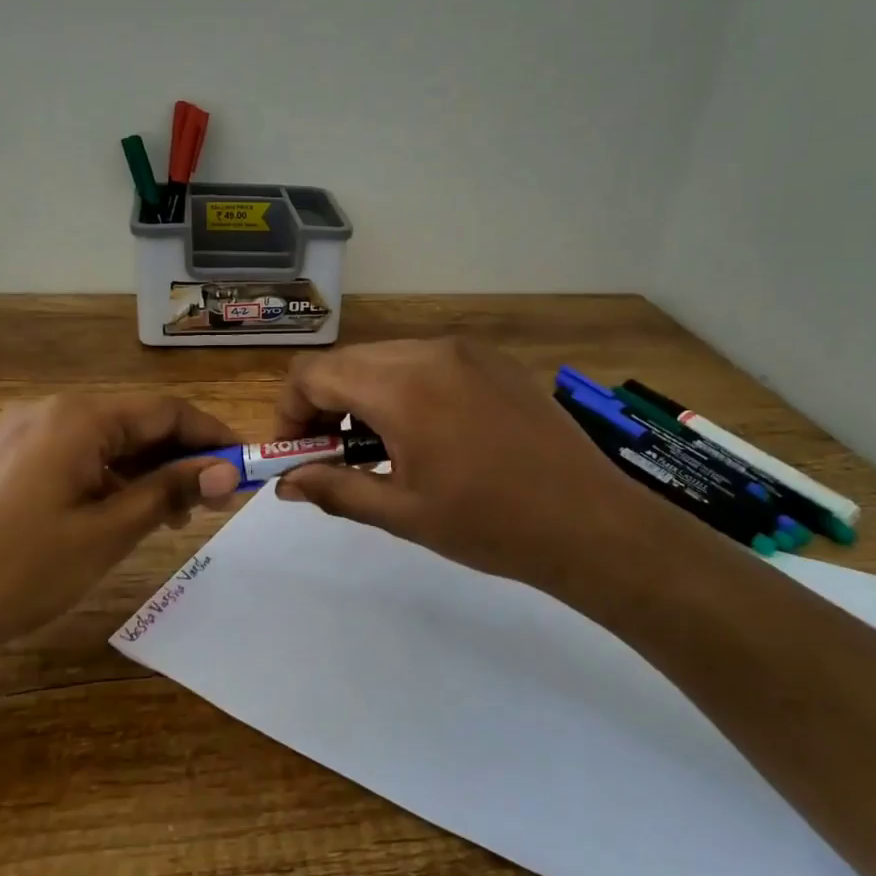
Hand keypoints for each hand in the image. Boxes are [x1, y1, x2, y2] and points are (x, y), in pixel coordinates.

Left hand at [0, 394, 243, 650]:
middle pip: (137, 422)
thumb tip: (229, 471)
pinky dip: (109, 478)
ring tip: (171, 517)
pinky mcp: (7, 457)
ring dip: (146, 470)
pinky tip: (120, 514)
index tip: (246, 468)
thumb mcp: (107, 533)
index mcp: (80, 417)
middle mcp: (53, 410)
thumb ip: (170, 492)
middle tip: (213, 503)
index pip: (167, 411)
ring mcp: (24, 431)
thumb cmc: (18, 570)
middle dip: (181, 457)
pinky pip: (76, 455)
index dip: (213, 436)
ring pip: (106, 440)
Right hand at [272, 339, 656, 590]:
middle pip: (348, 361)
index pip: (314, 374)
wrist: (588, 521)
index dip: (290, 410)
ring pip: (387, 357)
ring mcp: (466, 350)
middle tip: (332, 453)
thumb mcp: (402, 512)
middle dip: (324, 403)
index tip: (296, 450)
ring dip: (364, 394)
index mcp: (402, 388)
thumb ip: (334, 489)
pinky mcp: (493, 358)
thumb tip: (286, 483)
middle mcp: (430, 352)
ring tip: (380, 447)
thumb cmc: (490, 525)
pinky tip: (427, 431)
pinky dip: (405, 386)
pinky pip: (428, 360)